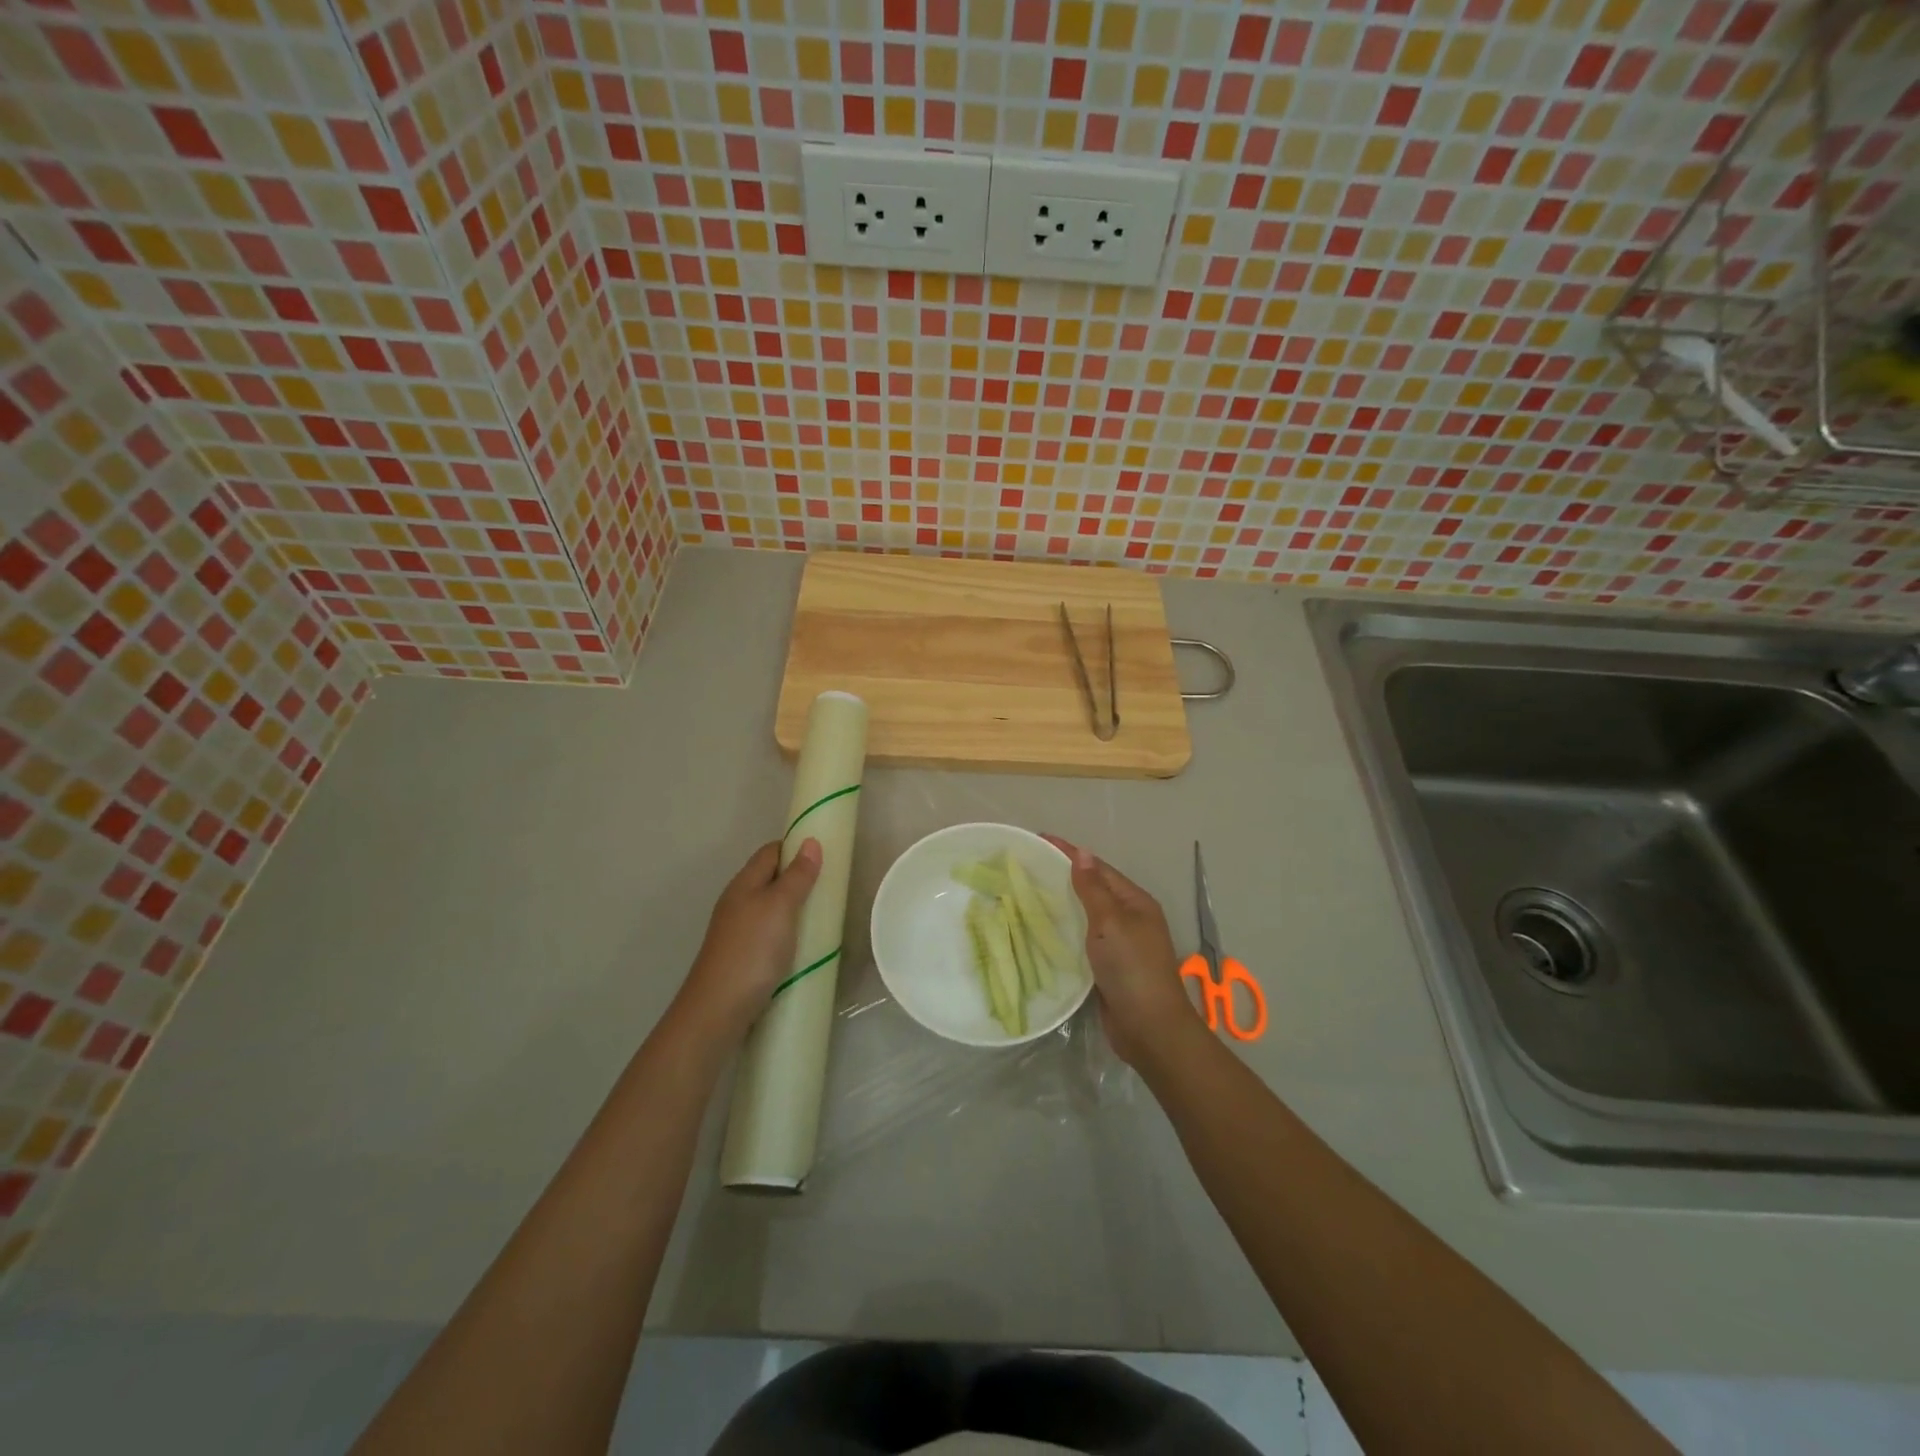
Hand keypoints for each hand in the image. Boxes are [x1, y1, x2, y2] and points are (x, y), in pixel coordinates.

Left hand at [674, 839, 821, 1041]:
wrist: (718, 1011)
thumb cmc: (752, 951)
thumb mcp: (780, 907)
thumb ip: (797, 876)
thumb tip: (811, 842)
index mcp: (744, 884)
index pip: (771, 852)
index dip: (795, 846)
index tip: (825, 852)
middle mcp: (737, 903)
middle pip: (770, 878)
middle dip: (799, 878)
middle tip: (832, 885)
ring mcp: (738, 932)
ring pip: (770, 908)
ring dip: (795, 907)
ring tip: (824, 914)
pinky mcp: (743, 957)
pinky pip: (769, 933)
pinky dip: (788, 932)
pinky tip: (803, 945)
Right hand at [1044, 836, 1193, 1066]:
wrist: (1149, 1028)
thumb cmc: (1132, 968)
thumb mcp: (1111, 922)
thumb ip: (1093, 889)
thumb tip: (1082, 853)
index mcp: (1135, 902)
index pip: (1098, 868)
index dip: (1069, 853)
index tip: (1038, 840)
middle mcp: (1129, 919)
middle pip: (1091, 889)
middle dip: (1062, 876)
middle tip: (1024, 867)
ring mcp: (1118, 944)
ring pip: (1084, 915)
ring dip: (1059, 904)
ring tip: (1025, 894)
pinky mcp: (1106, 967)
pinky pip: (1080, 940)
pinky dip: (1062, 931)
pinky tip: (1039, 930)